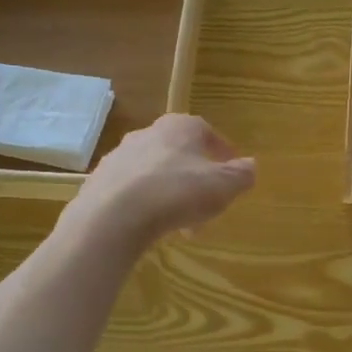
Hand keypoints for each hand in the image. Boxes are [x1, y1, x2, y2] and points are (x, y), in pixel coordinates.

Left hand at [64, 114, 255, 249]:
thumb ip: (240, 175)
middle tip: (207, 203)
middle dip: (194, 176)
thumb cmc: (177, 192)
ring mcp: (120, 156)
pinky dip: (146, 203)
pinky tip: (151, 225)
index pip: (206, 131)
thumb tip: (250, 165)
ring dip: (170, 192)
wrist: (114, 215)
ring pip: (155, 172)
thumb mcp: (222, 186)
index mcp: (180, 127)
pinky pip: (132, 190)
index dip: (221, 151)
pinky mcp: (100, 181)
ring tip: (180, 222)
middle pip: (178, 153)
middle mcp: (148, 133)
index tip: (230, 170)